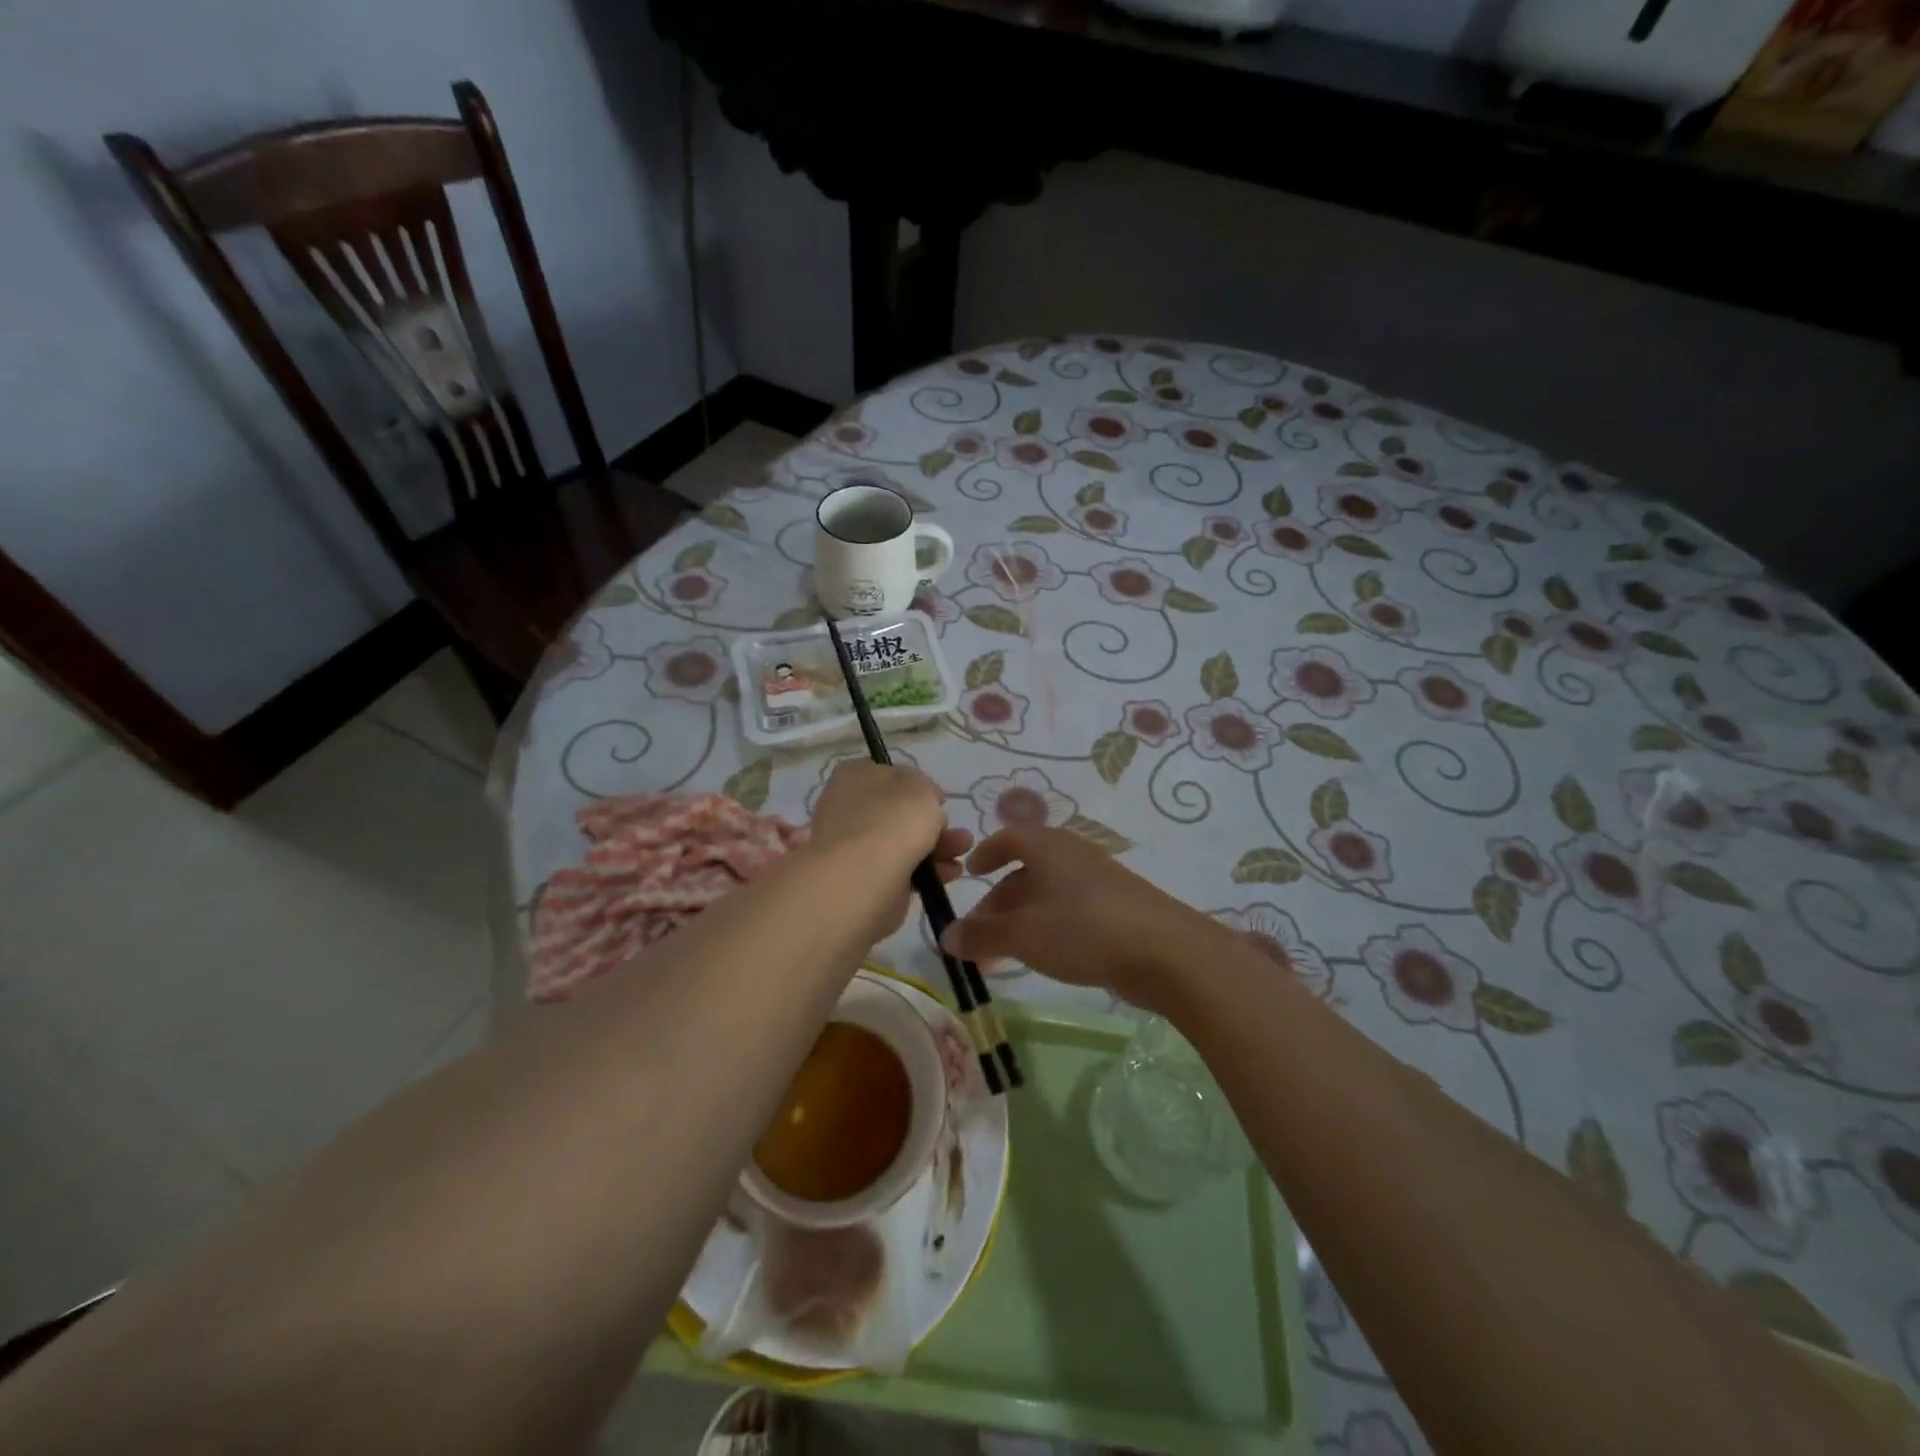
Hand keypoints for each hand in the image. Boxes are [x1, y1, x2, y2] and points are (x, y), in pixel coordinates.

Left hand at [805, 761, 970, 943]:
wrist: (861, 879)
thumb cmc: (892, 822)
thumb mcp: (921, 789)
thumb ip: (927, 789)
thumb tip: (925, 801)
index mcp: (857, 776)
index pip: (892, 776)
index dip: (920, 787)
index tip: (940, 802)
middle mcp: (851, 807)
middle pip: (900, 812)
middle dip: (934, 822)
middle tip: (958, 833)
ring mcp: (856, 845)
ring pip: (904, 842)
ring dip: (937, 846)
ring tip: (963, 852)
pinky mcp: (865, 879)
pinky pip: (902, 869)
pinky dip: (927, 871)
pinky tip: (950, 874)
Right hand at [939, 828, 1227, 1012]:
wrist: (1165, 952)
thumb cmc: (1084, 929)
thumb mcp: (1023, 934)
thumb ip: (982, 934)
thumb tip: (945, 936)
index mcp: (1048, 846)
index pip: (1009, 837)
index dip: (986, 853)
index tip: (970, 875)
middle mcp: (1072, 855)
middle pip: (1026, 871)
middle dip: (998, 903)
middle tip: (979, 937)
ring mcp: (1099, 880)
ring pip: (1047, 895)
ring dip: (1020, 921)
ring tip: (1004, 957)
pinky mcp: (1118, 907)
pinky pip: (1070, 910)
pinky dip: (1048, 928)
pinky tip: (1045, 957)